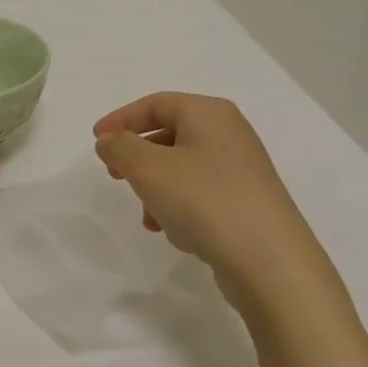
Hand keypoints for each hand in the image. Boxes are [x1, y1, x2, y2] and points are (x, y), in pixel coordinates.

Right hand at [93, 92, 324, 300]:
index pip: (156, 104)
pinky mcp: (248, 203)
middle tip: (115, 175)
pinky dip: (180, 206)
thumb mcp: (149, 169)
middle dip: (138, 157)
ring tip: (148, 217)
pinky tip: (175, 233)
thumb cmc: (205, 201)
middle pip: (170, 134)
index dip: (121, 119)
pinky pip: (201, 194)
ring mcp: (242, 170)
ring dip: (157, 189)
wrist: (271, 262)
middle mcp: (230, 134)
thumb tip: (110, 140)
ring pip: (183, 168)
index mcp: (209, 113)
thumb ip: (121, 147)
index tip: (96, 140)